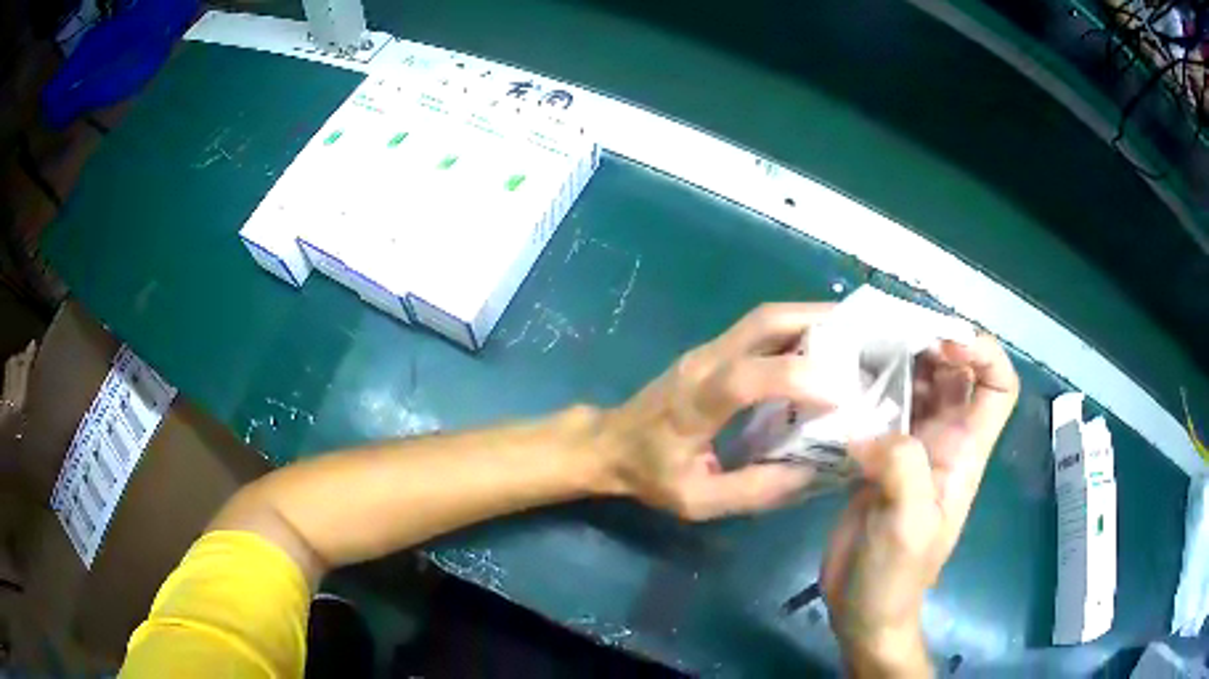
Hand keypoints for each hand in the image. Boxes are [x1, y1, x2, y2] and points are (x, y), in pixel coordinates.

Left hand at [598, 303, 838, 520]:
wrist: (608, 444)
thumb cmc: (650, 474)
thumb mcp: (697, 500)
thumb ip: (753, 491)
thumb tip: (813, 474)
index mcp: (696, 403)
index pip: (747, 377)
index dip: (796, 378)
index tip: (842, 395)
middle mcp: (704, 363)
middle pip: (764, 321)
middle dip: (818, 322)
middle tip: (863, 339)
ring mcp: (708, 350)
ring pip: (765, 317)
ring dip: (812, 319)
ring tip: (854, 338)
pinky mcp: (714, 350)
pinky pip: (760, 328)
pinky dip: (797, 329)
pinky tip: (823, 347)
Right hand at [822, 335, 1017, 675]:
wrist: (863, 608)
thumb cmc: (895, 574)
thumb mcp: (908, 525)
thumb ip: (902, 468)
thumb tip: (867, 427)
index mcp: (965, 451)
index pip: (998, 386)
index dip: (982, 354)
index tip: (943, 346)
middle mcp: (944, 439)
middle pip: (954, 372)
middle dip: (931, 342)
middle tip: (886, 330)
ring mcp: (911, 447)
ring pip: (916, 384)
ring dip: (895, 359)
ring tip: (857, 345)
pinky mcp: (879, 457)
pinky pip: (881, 408)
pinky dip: (866, 387)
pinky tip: (839, 381)